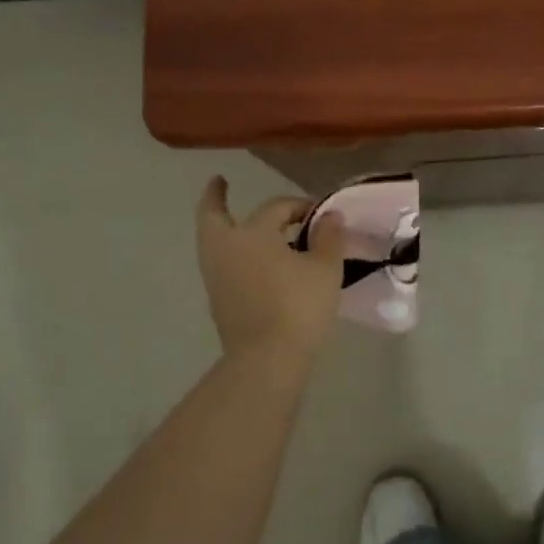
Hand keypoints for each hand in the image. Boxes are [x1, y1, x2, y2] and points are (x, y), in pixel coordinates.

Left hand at [195, 177, 346, 364]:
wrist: (267, 360)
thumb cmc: (298, 306)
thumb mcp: (325, 269)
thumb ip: (329, 237)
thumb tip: (331, 215)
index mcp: (252, 233)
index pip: (276, 207)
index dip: (300, 206)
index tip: (320, 215)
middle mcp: (226, 249)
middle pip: (212, 215)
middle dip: (215, 197)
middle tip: (219, 183)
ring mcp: (216, 277)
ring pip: (213, 241)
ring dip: (223, 228)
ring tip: (240, 225)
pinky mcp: (217, 302)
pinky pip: (221, 265)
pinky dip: (232, 254)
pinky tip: (252, 261)